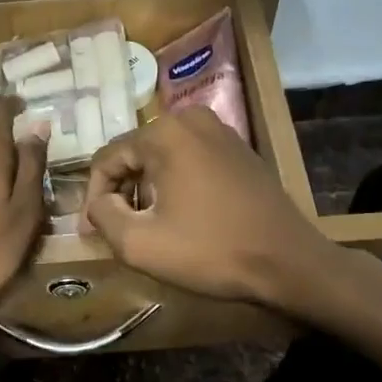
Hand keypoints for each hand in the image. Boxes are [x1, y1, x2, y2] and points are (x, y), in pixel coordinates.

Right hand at [83, 107, 329, 306]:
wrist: (288, 262)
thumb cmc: (210, 251)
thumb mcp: (139, 244)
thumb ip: (103, 216)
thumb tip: (99, 202)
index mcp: (164, 132)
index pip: (106, 158)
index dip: (93, 197)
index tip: (93, 232)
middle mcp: (191, 119)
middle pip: (134, 154)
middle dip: (121, 192)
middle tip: (118, 231)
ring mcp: (220, 131)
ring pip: (161, 157)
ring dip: (147, 190)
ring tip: (147, 227)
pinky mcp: (239, 149)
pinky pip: (189, 160)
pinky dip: (175, 184)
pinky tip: (180, 217)